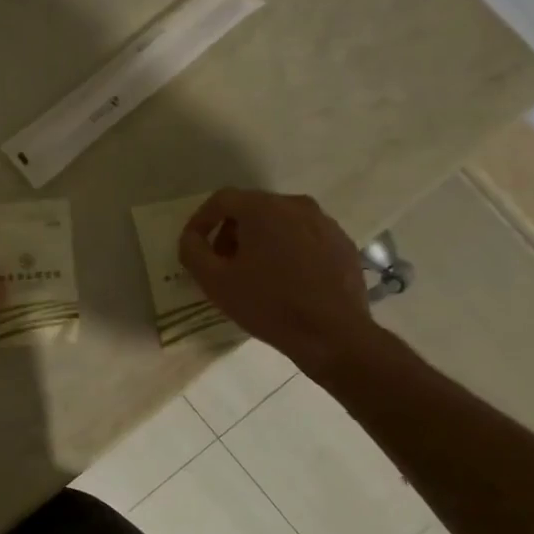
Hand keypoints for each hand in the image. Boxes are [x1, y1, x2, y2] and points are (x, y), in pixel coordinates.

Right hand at [178, 189, 378, 376]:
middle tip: (222, 262)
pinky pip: (304, 236)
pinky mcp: (342, 243)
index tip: (194, 245)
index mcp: (263, 209)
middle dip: (230, 231)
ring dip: (259, 240)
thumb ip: (192, 250)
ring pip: (279, 221)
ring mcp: (325, 223)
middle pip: (251, 208)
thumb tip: (191, 237)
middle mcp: (296, 205)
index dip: (201, 220)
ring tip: (253, 273)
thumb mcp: (214, 281)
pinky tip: (284, 279)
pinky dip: (287, 249)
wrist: (332, 334)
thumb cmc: (267, 304)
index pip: (222, 200)